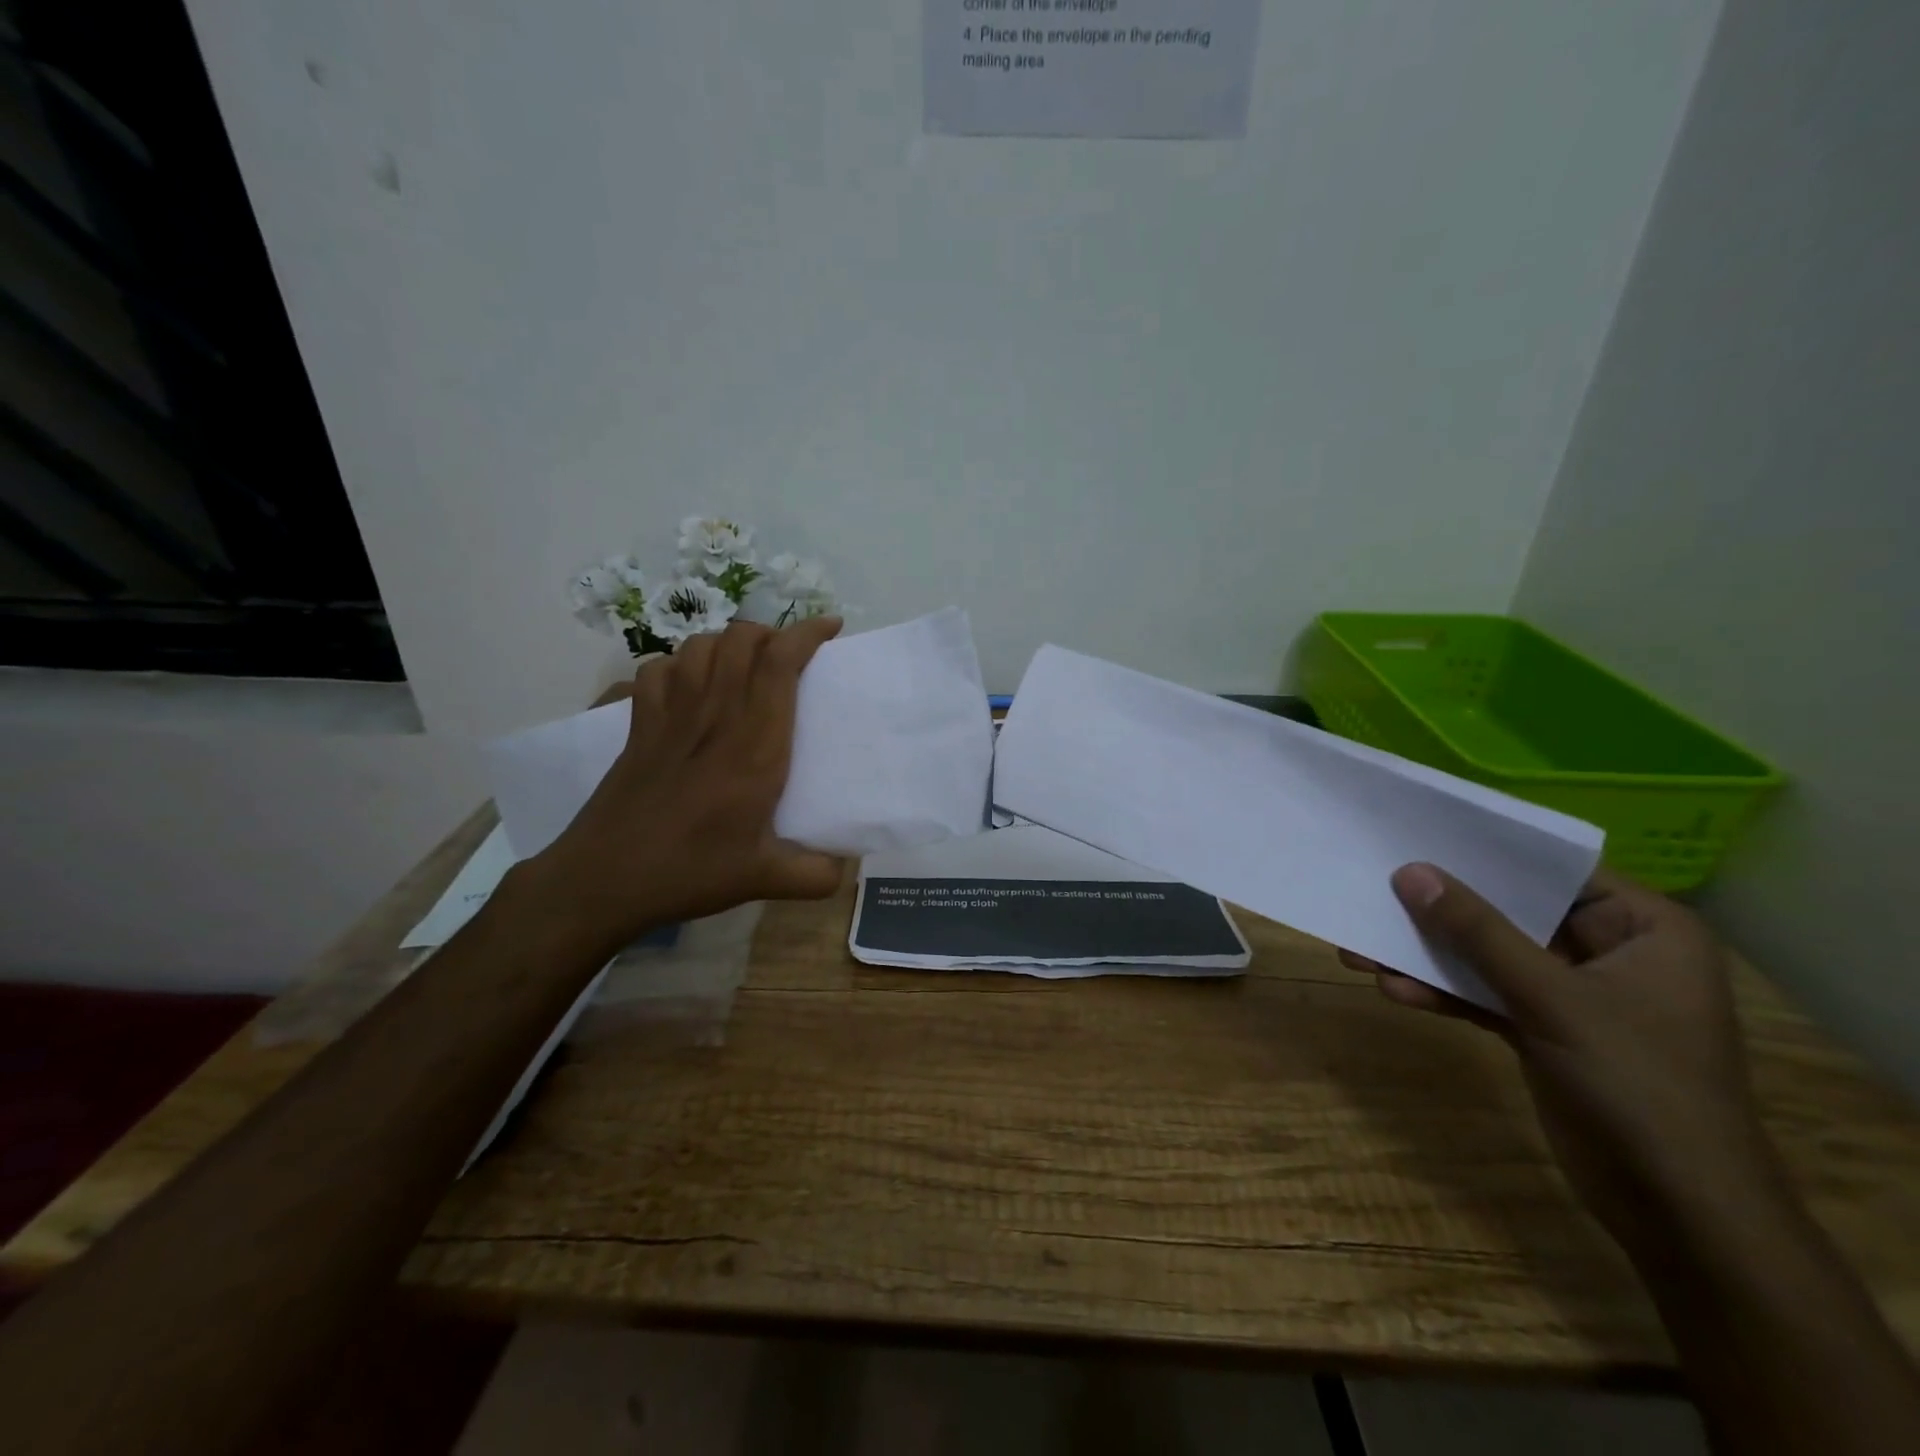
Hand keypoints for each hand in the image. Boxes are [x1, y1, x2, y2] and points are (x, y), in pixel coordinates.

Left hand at [517, 617, 846, 954]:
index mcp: (754, 746)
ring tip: (746, 664)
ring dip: (729, 643)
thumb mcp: (763, 879)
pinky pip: (658, 670)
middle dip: (771, 633)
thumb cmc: (689, 871)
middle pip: (741, 640)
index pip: (780, 664)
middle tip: (790, 656)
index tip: (830, 627)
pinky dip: (678, 664)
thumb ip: (815, 875)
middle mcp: (714, 717)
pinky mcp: (638, 727)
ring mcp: (670, 717)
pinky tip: (689, 685)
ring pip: (700, 646)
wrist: (603, 879)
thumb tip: (847, 871)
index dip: (806, 634)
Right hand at [1342, 864, 1789, 1258]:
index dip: (1485, 851)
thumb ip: (1478, 932)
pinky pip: (1484, 995)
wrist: (1679, 1213)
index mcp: (1643, 929)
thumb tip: (1410, 872)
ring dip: (1429, 955)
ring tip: (1361, 949)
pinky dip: (1443, 993)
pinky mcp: (1543, 1030)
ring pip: (1488, 956)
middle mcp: (1609, 952)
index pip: (1554, 868)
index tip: (1417, 833)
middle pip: (1510, 912)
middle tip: (1375, 891)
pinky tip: (1393, 991)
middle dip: (1441, 910)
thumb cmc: (1640, 1086)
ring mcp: (1573, 994)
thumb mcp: (1552, 999)